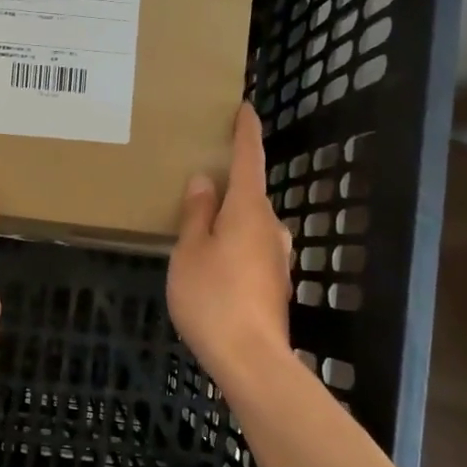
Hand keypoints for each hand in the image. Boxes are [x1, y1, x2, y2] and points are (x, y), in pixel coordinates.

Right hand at [167, 103, 291, 382]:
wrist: (250, 358)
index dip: (246, 132)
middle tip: (200, 181)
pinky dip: (234, 245)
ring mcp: (277, 258)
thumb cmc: (212, 297)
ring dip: (230, 219)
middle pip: (250, 194)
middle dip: (229, 185)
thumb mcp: (190, 251)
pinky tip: (214, 263)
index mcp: (248, 210)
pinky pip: (251, 250)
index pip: (249, 158)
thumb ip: (196, 214)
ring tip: (200, 226)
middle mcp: (270, 227)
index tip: (245, 108)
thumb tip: (204, 180)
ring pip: (250, 225)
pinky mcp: (274, 284)